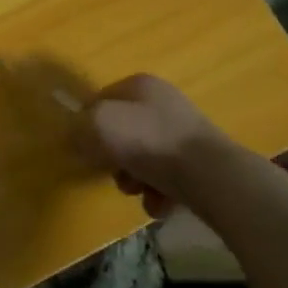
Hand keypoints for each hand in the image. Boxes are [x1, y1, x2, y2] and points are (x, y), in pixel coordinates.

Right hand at [77, 74, 241, 217]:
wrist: (210, 176)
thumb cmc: (148, 141)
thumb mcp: (98, 125)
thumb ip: (79, 126)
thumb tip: (77, 135)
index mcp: (139, 85)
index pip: (100, 99)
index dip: (87, 123)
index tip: (84, 148)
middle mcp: (163, 103)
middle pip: (122, 131)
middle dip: (113, 157)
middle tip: (112, 173)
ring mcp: (184, 133)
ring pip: (143, 157)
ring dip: (134, 179)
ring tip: (139, 192)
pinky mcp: (199, 162)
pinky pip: (166, 177)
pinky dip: (158, 192)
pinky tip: (159, 202)